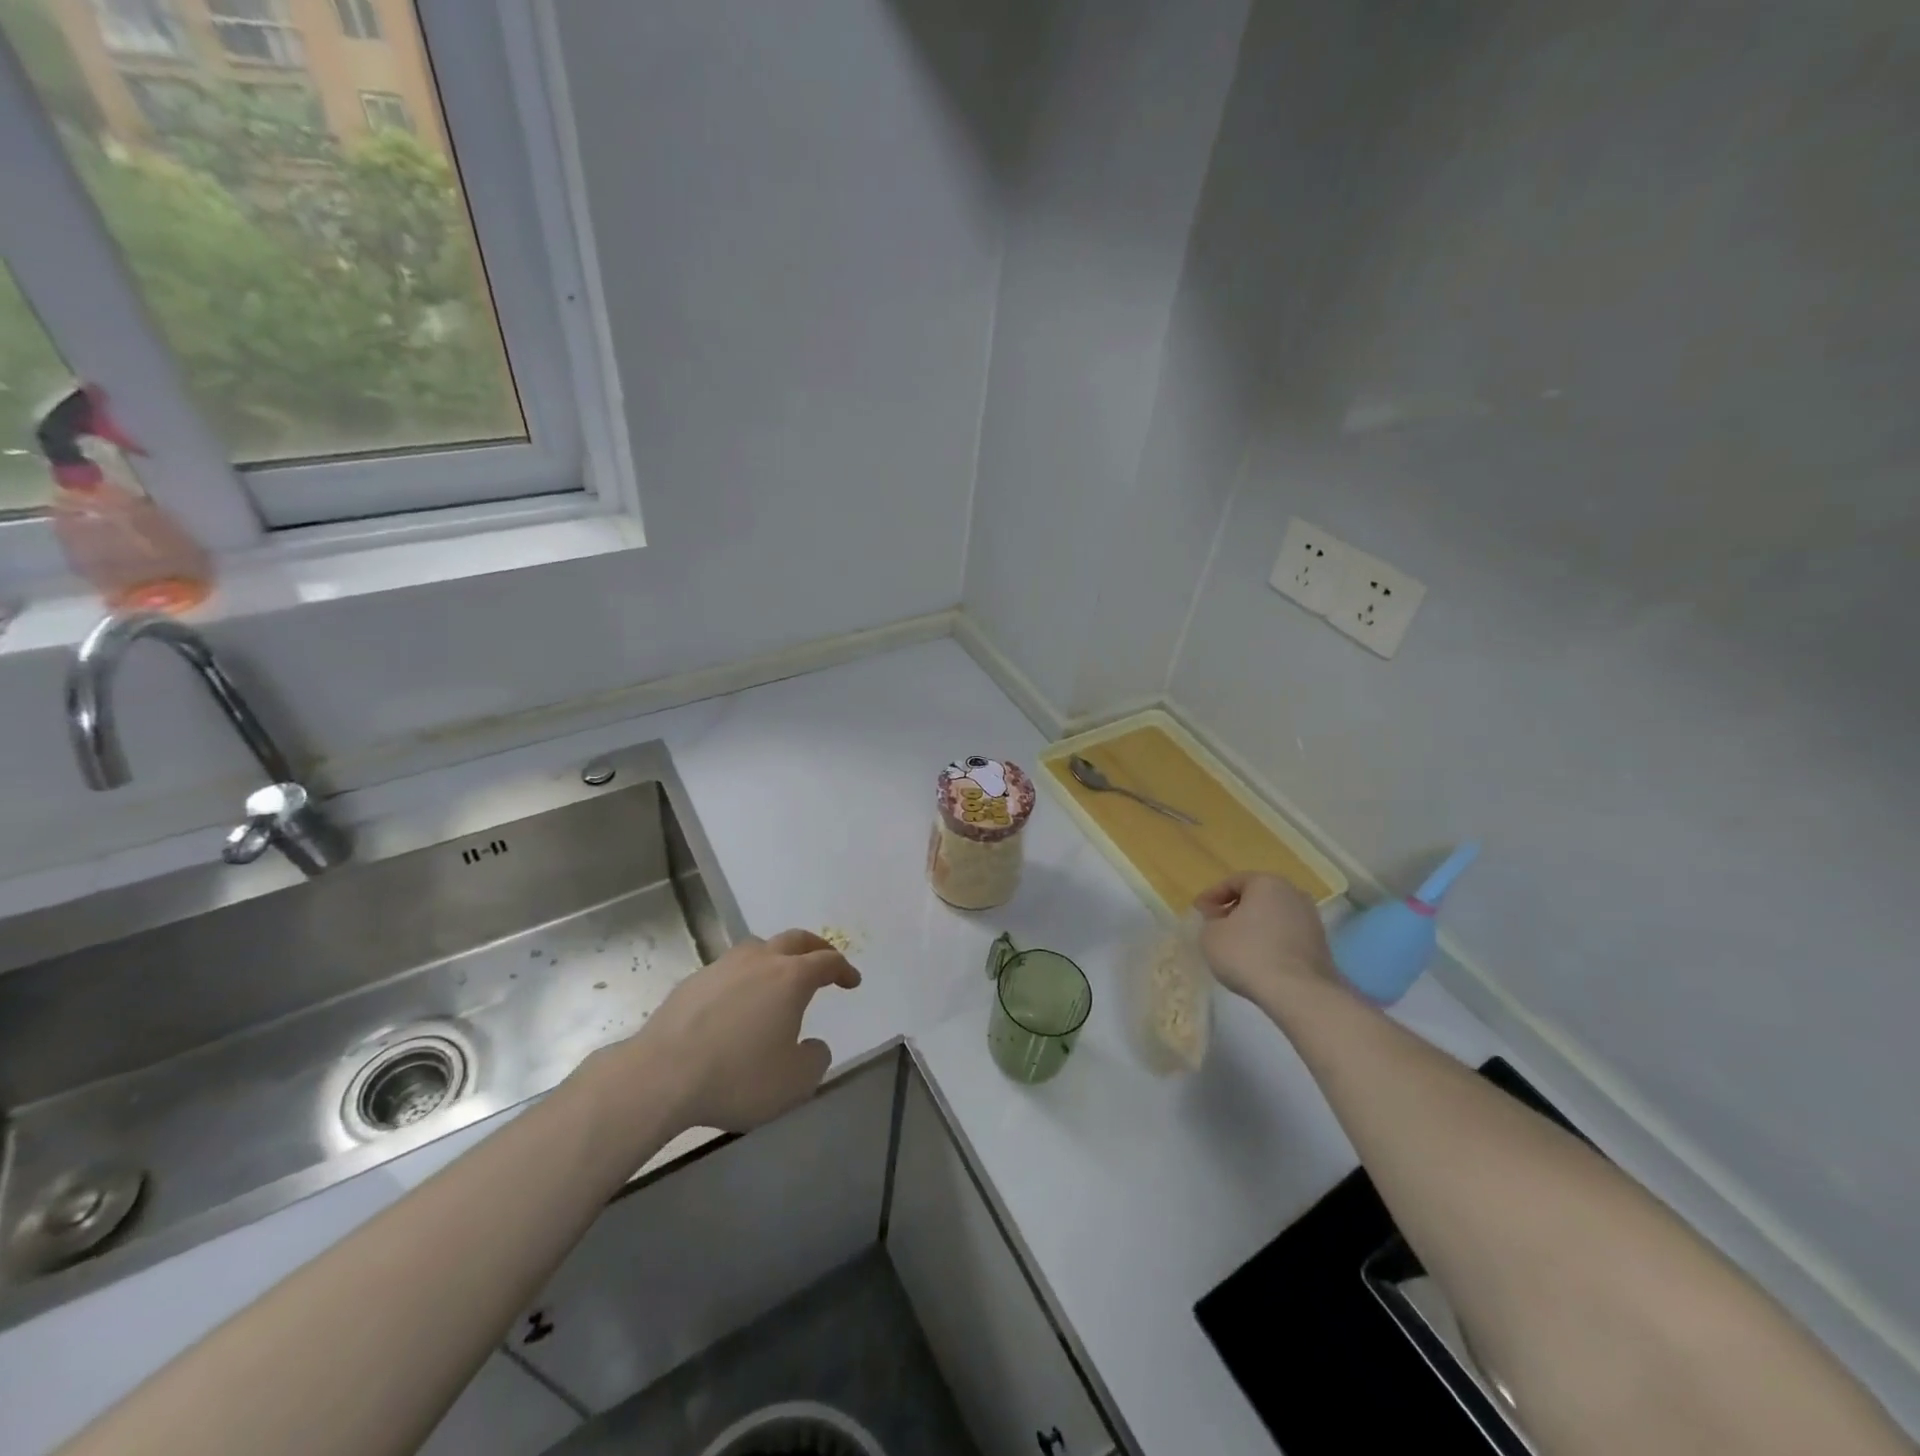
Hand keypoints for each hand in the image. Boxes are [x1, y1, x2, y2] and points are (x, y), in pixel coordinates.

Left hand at [598, 930, 861, 1134]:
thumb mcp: (794, 1082)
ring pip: (758, 948)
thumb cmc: (738, 1076)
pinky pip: (728, 970)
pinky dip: (743, 978)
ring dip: (776, 956)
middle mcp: (760, 961)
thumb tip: (812, 1045)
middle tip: (824, 960)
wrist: (661, 1076)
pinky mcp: (692, 982)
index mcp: (791, 978)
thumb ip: (814, 1059)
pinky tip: (736, 1003)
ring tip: (778, 977)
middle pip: (795, 940)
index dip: (844, 969)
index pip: (827, 961)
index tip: (852, 981)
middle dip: (815, 948)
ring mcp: (723, 967)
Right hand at [1193, 872, 1337, 1009]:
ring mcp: (1311, 921)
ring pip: (1273, 917)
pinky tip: (1258, 960)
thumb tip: (1221, 921)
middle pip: (1257, 898)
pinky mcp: (1321, 946)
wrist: (1298, 992)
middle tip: (1216, 925)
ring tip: (1237, 946)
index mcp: (1267, 883)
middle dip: (1235, 909)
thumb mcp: (1211, 935)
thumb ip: (1210, 921)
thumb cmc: (1247, 954)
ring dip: (1255, 927)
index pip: (1233, 882)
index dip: (1211, 896)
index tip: (1198, 911)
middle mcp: (1293, 894)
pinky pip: (1286, 937)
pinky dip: (1270, 943)